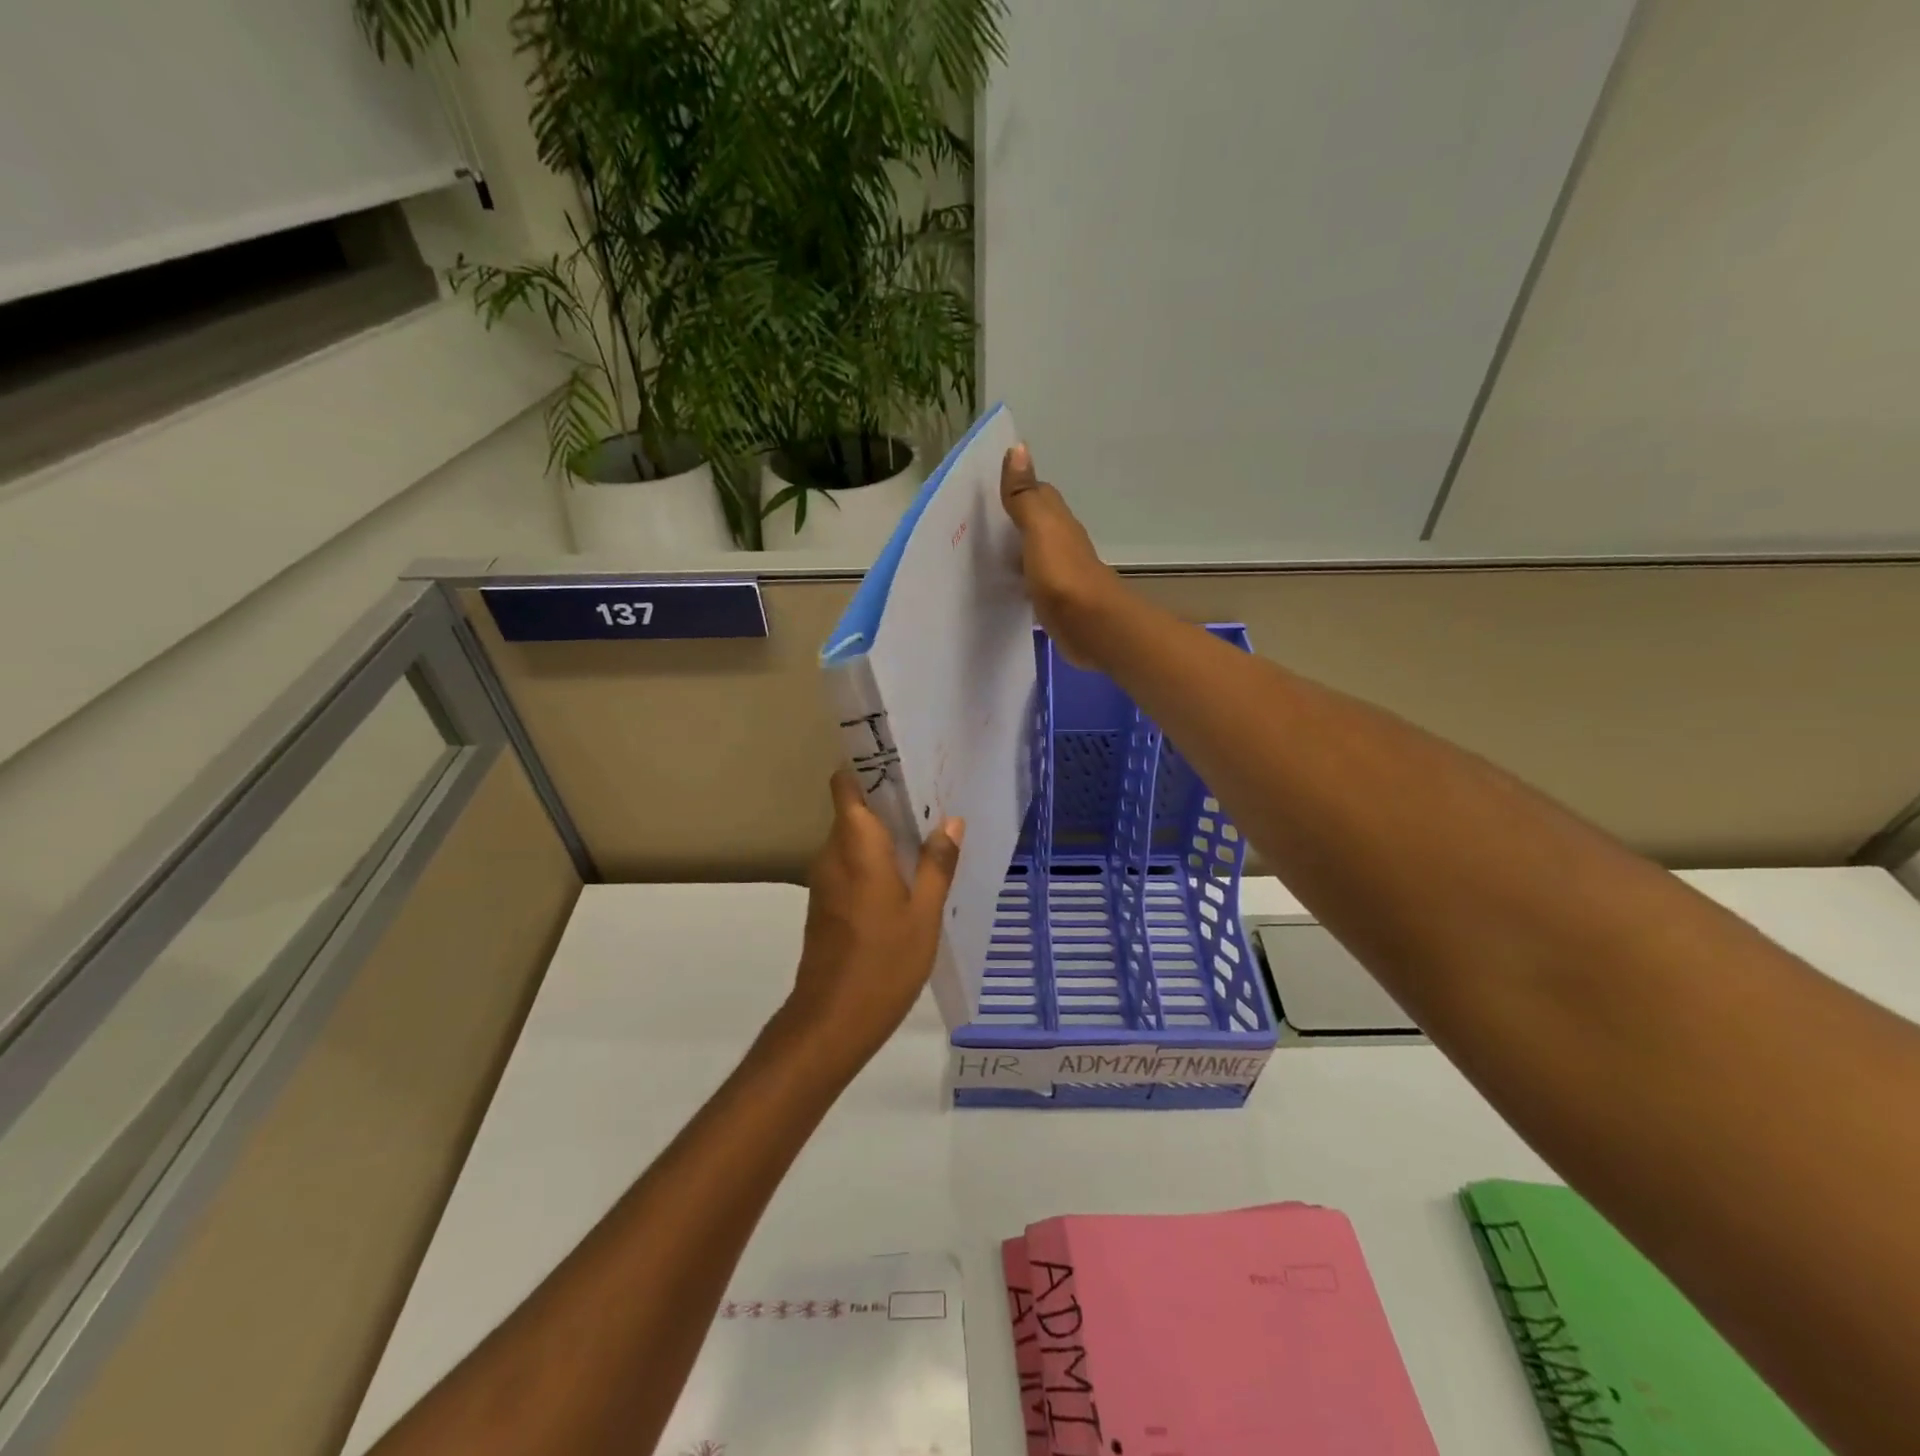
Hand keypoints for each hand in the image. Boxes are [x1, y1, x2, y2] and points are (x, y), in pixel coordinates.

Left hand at [784, 770, 964, 1066]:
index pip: (845, 784)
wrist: (832, 1020)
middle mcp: (832, 853)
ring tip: (926, 834)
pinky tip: (906, 874)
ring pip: (852, 838)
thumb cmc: (884, 962)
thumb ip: (937, 863)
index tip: (901, 761)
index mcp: (855, 845)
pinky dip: (874, 859)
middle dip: (886, 800)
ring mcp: (824, 879)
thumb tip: (951, 821)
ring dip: (883, 832)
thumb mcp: (924, 913)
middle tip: (931, 799)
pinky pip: (850, 864)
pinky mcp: (825, 902)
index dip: (866, 766)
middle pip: (853, 808)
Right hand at [1000, 443, 1127, 668]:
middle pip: (1034, 523)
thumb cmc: (1062, 573)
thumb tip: (1018, 447)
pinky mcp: (1055, 600)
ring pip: (1032, 552)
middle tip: (975, 522)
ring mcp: (1059, 572)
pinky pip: (1031, 581)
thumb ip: (1024, 495)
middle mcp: (1061, 542)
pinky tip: (1001, 584)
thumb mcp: (1039, 529)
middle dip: (1011, 519)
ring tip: (979, 552)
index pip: (1038, 493)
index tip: (987, 489)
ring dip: (1013, 549)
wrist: (1091, 625)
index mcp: (1057, 521)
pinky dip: (1018, 577)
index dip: (1016, 487)